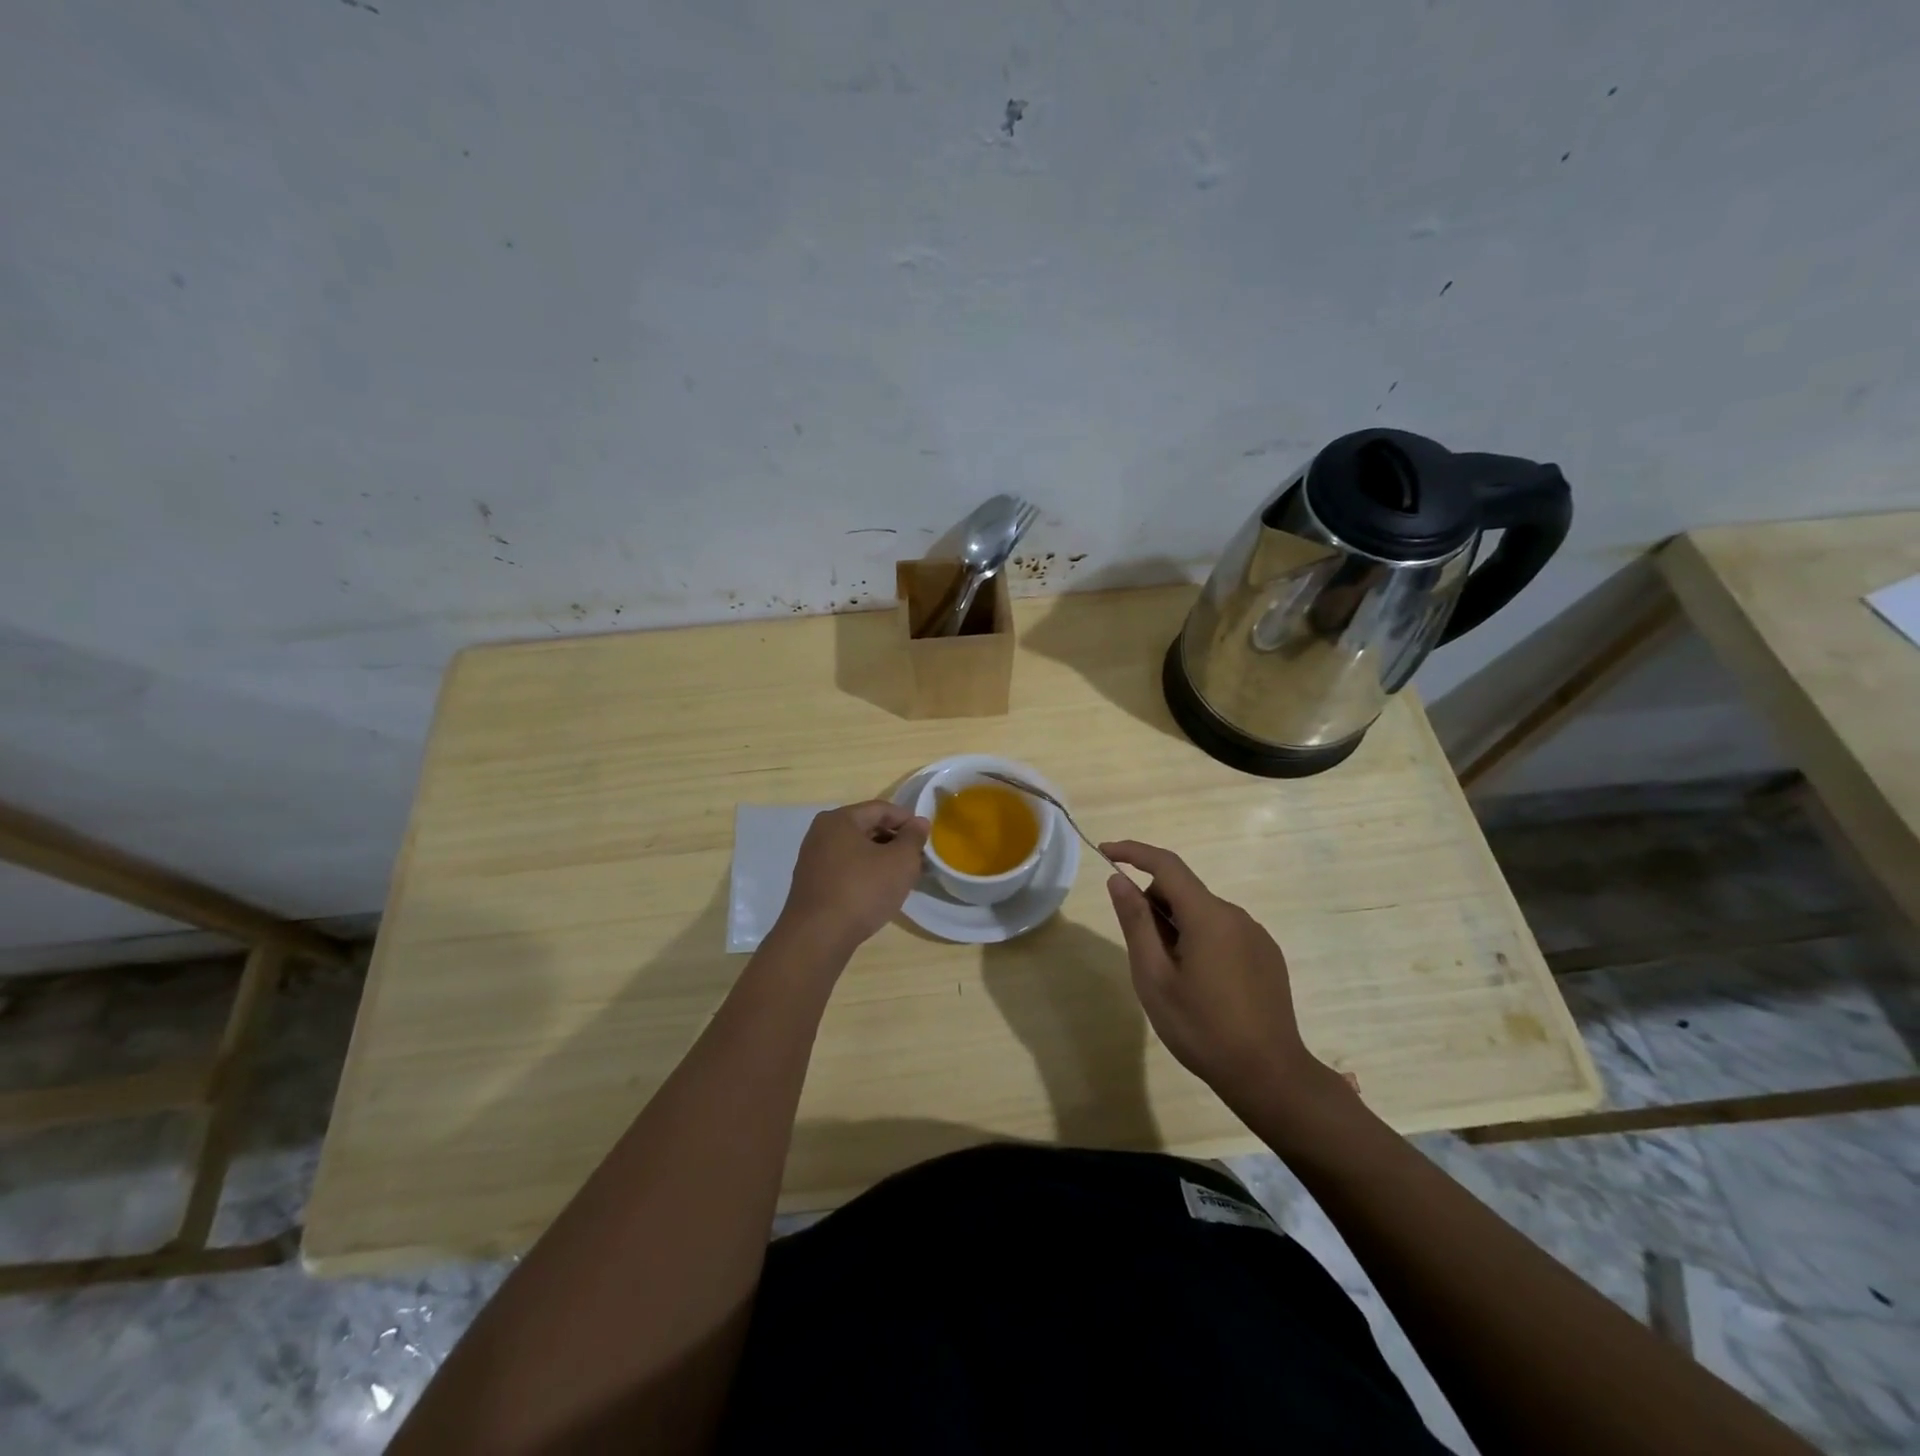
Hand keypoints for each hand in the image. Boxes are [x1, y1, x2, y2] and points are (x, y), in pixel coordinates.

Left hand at [778, 800, 929, 954]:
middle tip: (916, 860)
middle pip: (866, 827)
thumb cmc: (862, 890)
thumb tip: (918, 822)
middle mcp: (821, 833)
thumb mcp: (900, 862)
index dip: (907, 820)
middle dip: (894, 841)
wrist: (817, 937)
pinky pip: (845, 868)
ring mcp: (813, 859)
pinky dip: (864, 873)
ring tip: (901, 878)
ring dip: (880, 859)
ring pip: (856, 850)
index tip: (926, 838)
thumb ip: (913, 838)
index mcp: (840, 819)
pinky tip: (877, 892)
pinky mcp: (811, 883)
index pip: (881, 809)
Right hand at [1102, 839, 1343, 1114]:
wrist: (1270, 1076)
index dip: (1133, 852)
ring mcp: (1256, 935)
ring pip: (1203, 913)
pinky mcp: (1267, 956)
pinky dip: (1201, 941)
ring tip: (1173, 979)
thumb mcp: (1154, 978)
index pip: (1166, 864)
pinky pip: (1224, 932)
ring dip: (1178, 928)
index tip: (1105, 853)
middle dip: (1154, 906)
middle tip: (1142, 954)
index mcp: (1207, 916)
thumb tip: (1118, 879)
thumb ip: (1135, 922)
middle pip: (1183, 891)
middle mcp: (1235, 915)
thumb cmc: (1202, 1028)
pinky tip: (1202, 987)